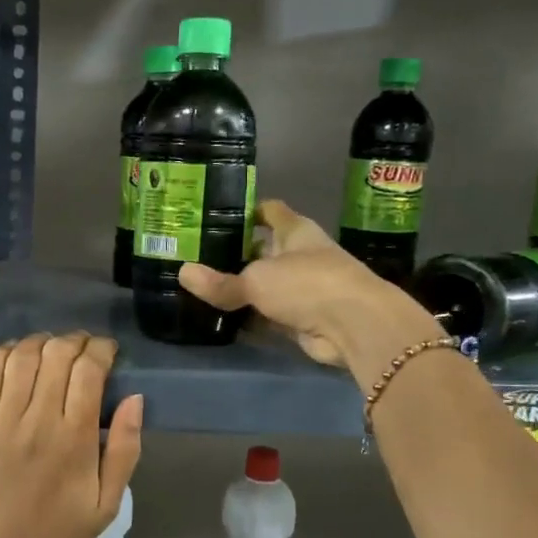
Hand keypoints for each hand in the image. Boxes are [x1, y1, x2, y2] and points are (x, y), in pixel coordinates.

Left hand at [0, 332, 142, 537]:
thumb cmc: (56, 536)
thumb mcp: (107, 503)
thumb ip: (125, 449)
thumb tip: (134, 398)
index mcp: (76, 439)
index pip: (89, 370)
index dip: (100, 349)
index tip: (106, 351)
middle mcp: (38, 421)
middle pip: (57, 354)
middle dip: (74, 341)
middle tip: (80, 348)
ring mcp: (0, 422)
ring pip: (21, 357)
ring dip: (40, 342)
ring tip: (49, 348)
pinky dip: (3, 355)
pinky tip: (14, 357)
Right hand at [179, 200, 440, 368]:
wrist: (354, 327)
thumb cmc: (308, 284)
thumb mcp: (257, 280)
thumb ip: (221, 282)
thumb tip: (183, 273)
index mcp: (296, 231)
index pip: (270, 211)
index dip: (247, 210)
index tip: (216, 213)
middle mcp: (300, 255)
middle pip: (263, 249)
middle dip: (235, 253)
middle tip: (196, 255)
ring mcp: (303, 288)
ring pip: (264, 284)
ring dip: (241, 288)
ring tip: (201, 286)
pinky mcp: (301, 318)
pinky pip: (267, 314)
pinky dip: (249, 316)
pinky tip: (220, 317)